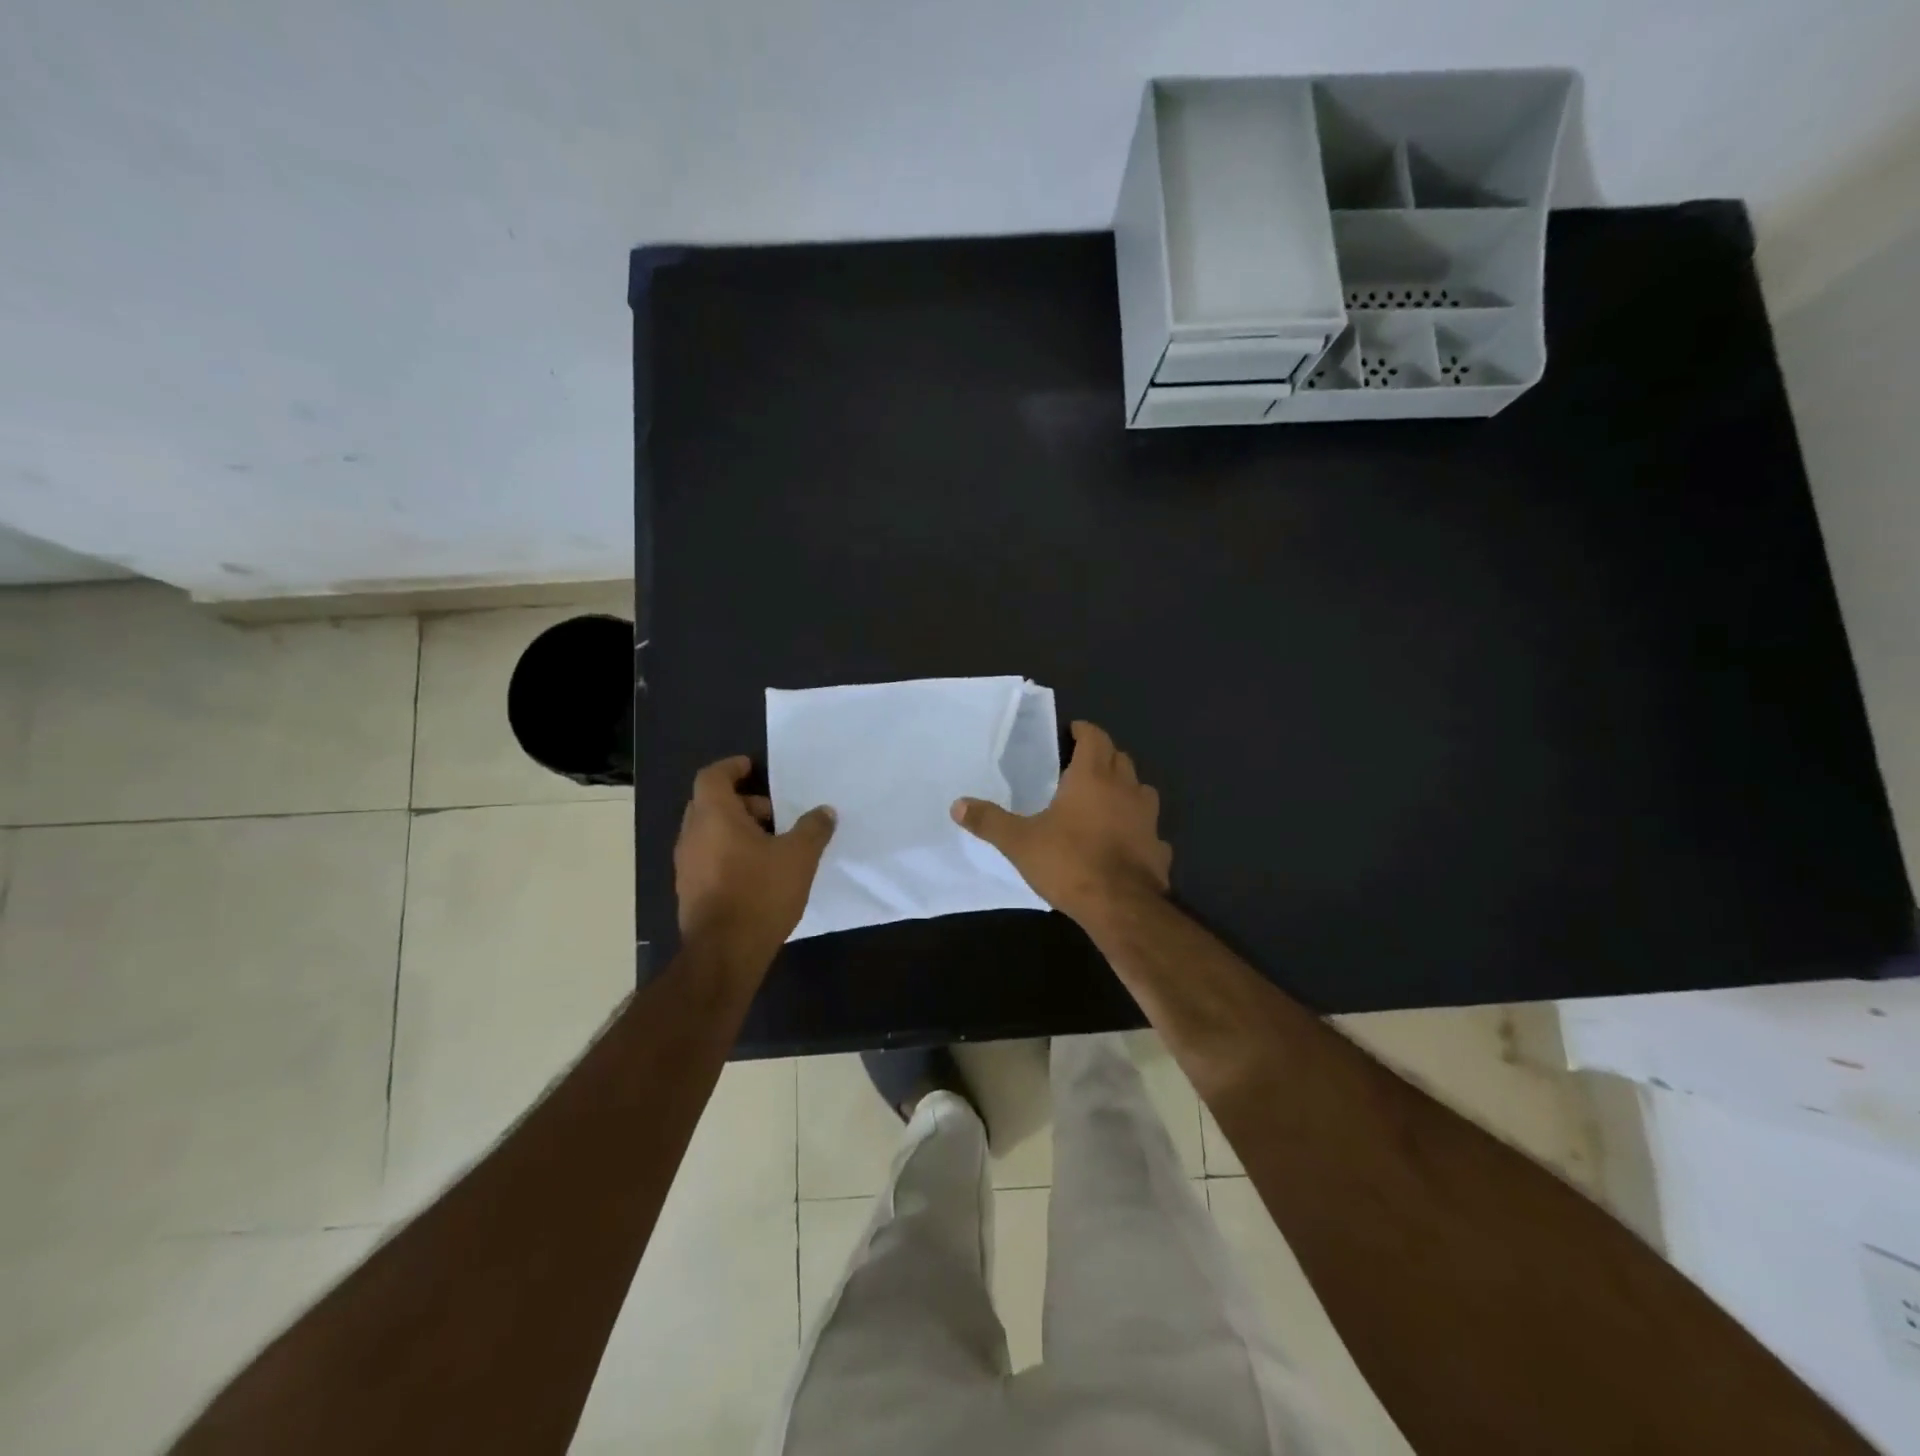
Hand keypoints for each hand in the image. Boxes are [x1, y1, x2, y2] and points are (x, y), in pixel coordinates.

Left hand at [675, 756, 835, 967]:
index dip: (732, 767)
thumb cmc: (760, 893)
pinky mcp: (690, 891)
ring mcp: (686, 865)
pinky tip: (757, 873)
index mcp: (713, 816)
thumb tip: (825, 812)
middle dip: (742, 802)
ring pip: (709, 832)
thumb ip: (813, 829)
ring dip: (736, 830)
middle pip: (710, 803)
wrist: (724, 953)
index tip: (753, 768)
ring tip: (772, 845)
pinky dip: (729, 853)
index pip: (712, 776)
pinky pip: (708, 857)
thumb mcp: (799, 857)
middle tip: (774, 813)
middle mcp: (692, 835)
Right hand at [952, 720, 1170, 924]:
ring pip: (1141, 789)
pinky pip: (1149, 828)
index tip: (1074, 731)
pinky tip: (1125, 841)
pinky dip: (1137, 827)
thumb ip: (989, 821)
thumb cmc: (1069, 862)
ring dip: (1125, 787)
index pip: (1095, 738)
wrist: (1121, 906)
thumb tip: (957, 805)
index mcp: (1093, 778)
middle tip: (1082, 764)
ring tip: (1106, 798)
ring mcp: (1148, 818)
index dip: (1085, 731)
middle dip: (1103, 755)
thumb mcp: (1019, 842)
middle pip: (1120, 758)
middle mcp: (1126, 789)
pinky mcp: (1159, 847)